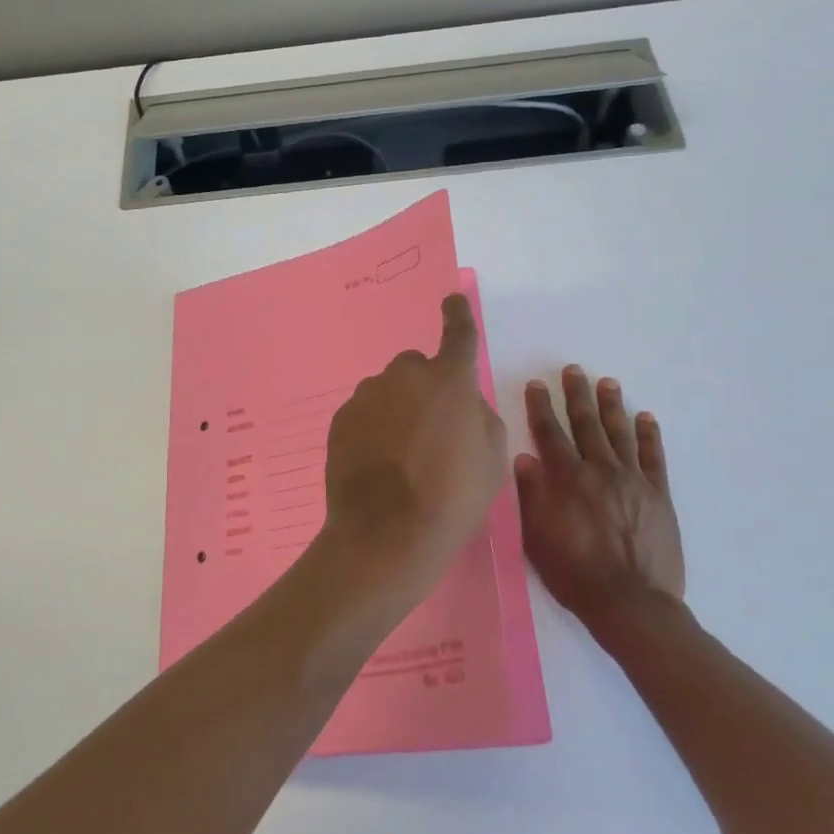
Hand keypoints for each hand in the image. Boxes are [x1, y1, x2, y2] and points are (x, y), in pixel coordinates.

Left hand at [319, 294, 508, 614]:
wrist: (387, 534)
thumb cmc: (452, 499)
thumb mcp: (492, 461)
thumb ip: (480, 419)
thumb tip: (464, 406)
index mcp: (449, 382)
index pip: (458, 335)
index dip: (457, 315)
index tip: (451, 299)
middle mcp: (405, 377)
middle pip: (416, 367)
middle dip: (425, 387)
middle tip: (431, 430)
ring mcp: (367, 396)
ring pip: (387, 391)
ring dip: (397, 409)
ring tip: (401, 456)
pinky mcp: (341, 419)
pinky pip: (364, 412)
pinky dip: (372, 428)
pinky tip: (377, 464)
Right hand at [516, 366, 684, 637]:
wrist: (631, 603)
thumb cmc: (574, 574)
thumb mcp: (537, 538)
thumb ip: (532, 495)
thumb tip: (524, 458)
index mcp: (567, 480)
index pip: (550, 433)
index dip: (541, 407)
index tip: (537, 384)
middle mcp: (600, 471)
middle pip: (586, 424)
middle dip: (577, 395)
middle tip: (573, 370)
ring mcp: (633, 481)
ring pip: (620, 433)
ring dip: (612, 406)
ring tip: (607, 382)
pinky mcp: (658, 496)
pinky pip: (653, 457)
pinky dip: (648, 435)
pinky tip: (645, 417)